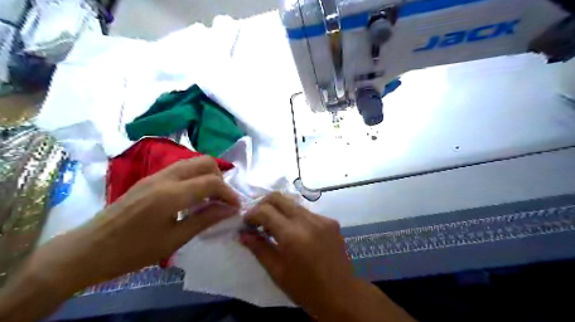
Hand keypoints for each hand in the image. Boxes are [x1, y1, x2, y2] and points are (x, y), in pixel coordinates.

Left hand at [1, 156, 240, 321]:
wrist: (88, 250)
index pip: (211, 182)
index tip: (236, 207)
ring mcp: (155, 175)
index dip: (229, 193)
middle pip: (205, 162)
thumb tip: (230, 210)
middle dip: (220, 178)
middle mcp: (165, 177)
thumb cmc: (132, 251)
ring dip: (207, 175)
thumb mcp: (174, 240)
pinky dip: (195, 176)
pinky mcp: (149, 178)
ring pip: (193, 162)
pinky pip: (181, 168)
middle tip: (222, 199)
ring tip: (210, 197)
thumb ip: (205, 220)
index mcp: (170, 195)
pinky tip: (192, 195)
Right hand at [241, 192, 415, 320]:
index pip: (265, 211)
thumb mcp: (277, 272)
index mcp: (292, 236)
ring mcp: (322, 219)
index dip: (251, 214)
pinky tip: (296, 233)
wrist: (342, 294)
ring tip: (275, 226)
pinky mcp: (331, 221)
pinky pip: (307, 212)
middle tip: (257, 218)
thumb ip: (258, 248)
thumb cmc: (306, 289)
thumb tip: (242, 233)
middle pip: (278, 197)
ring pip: (293, 203)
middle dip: (263, 204)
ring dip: (279, 210)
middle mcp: (308, 221)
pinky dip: (295, 217)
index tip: (246, 223)